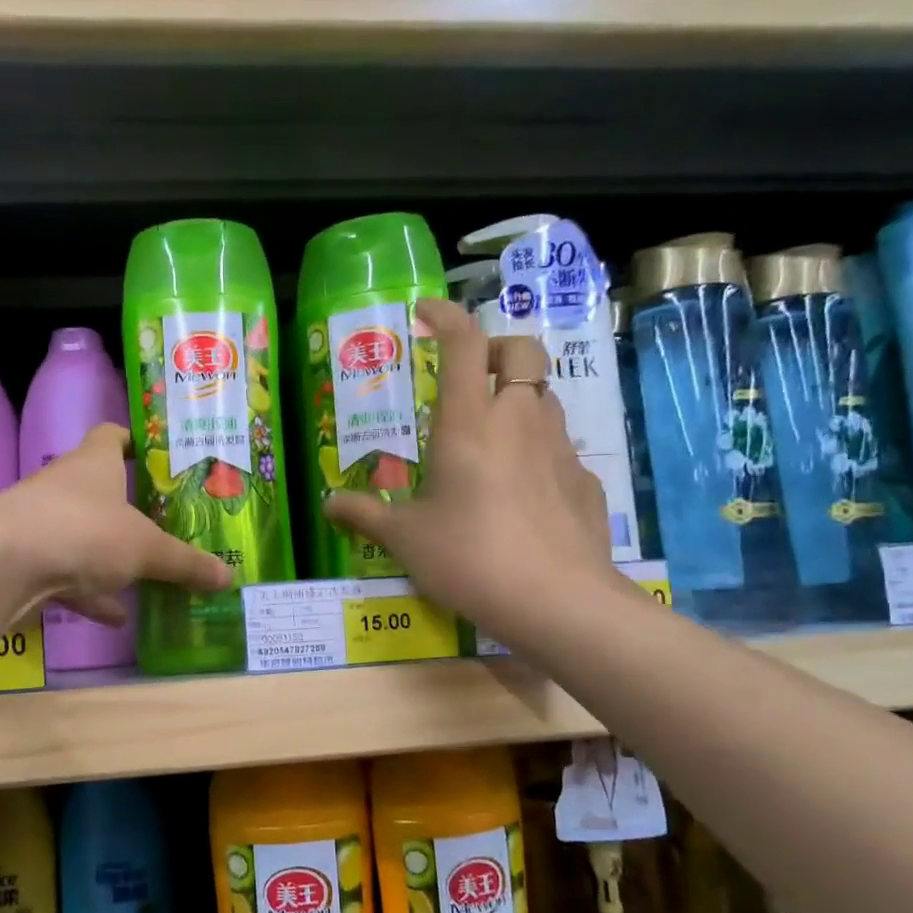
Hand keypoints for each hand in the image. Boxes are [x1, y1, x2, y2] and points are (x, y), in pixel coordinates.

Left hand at [0, 423, 232, 624]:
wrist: (4, 564)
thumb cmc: (84, 531)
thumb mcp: (146, 548)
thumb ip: (186, 563)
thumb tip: (229, 577)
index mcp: (95, 463)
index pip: (112, 435)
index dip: (134, 441)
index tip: (158, 457)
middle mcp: (66, 485)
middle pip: (100, 489)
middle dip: (129, 507)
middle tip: (165, 524)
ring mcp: (43, 523)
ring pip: (84, 535)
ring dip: (111, 557)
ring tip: (147, 577)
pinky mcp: (28, 560)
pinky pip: (68, 574)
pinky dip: (91, 593)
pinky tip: (116, 616)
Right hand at [325, 299, 621, 633]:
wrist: (555, 601)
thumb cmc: (468, 557)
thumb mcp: (405, 538)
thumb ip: (365, 515)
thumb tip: (329, 506)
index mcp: (469, 422)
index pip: (464, 342)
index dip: (446, 316)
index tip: (425, 312)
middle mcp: (518, 420)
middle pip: (522, 351)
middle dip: (497, 348)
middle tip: (471, 374)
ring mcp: (559, 447)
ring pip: (545, 396)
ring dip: (519, 397)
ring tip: (492, 435)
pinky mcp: (584, 480)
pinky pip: (560, 447)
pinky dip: (539, 450)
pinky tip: (522, 490)